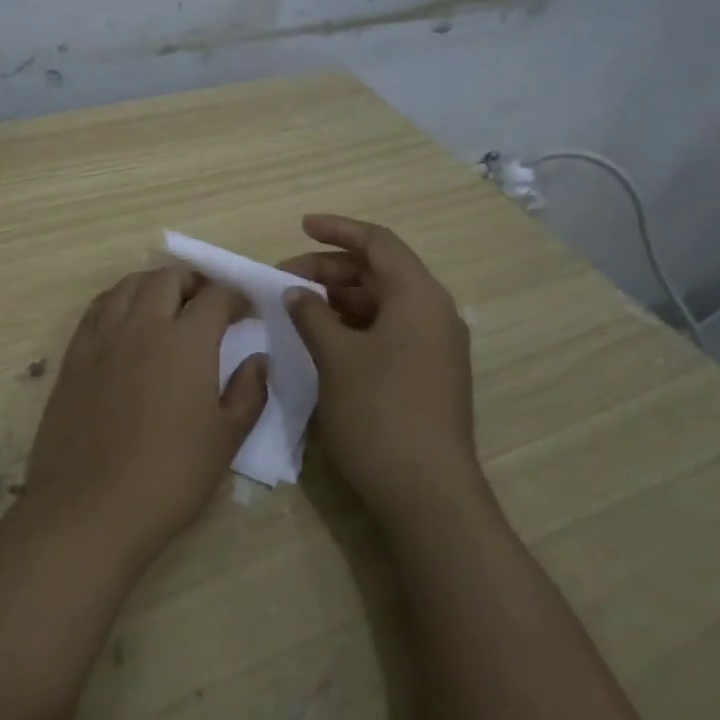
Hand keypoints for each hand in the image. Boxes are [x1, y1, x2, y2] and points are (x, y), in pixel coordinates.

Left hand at [22, 267, 267, 568]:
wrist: (90, 507)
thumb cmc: (169, 477)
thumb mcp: (226, 439)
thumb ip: (249, 392)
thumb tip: (258, 360)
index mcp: (187, 341)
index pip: (216, 296)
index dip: (236, 297)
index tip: (245, 312)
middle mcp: (143, 324)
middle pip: (169, 278)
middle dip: (194, 282)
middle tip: (207, 304)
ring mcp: (103, 336)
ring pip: (129, 284)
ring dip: (154, 285)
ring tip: (166, 306)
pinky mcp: (74, 354)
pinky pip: (98, 308)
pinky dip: (118, 301)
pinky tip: (125, 321)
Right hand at [280, 215, 481, 521]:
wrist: (427, 493)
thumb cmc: (379, 412)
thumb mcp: (336, 357)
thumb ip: (312, 315)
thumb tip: (297, 293)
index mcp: (419, 297)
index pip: (378, 243)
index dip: (338, 230)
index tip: (301, 226)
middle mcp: (433, 313)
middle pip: (379, 272)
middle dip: (330, 269)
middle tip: (284, 279)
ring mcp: (434, 346)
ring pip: (382, 302)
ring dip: (339, 298)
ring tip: (298, 308)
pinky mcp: (428, 373)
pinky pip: (388, 330)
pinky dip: (354, 324)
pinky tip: (323, 337)